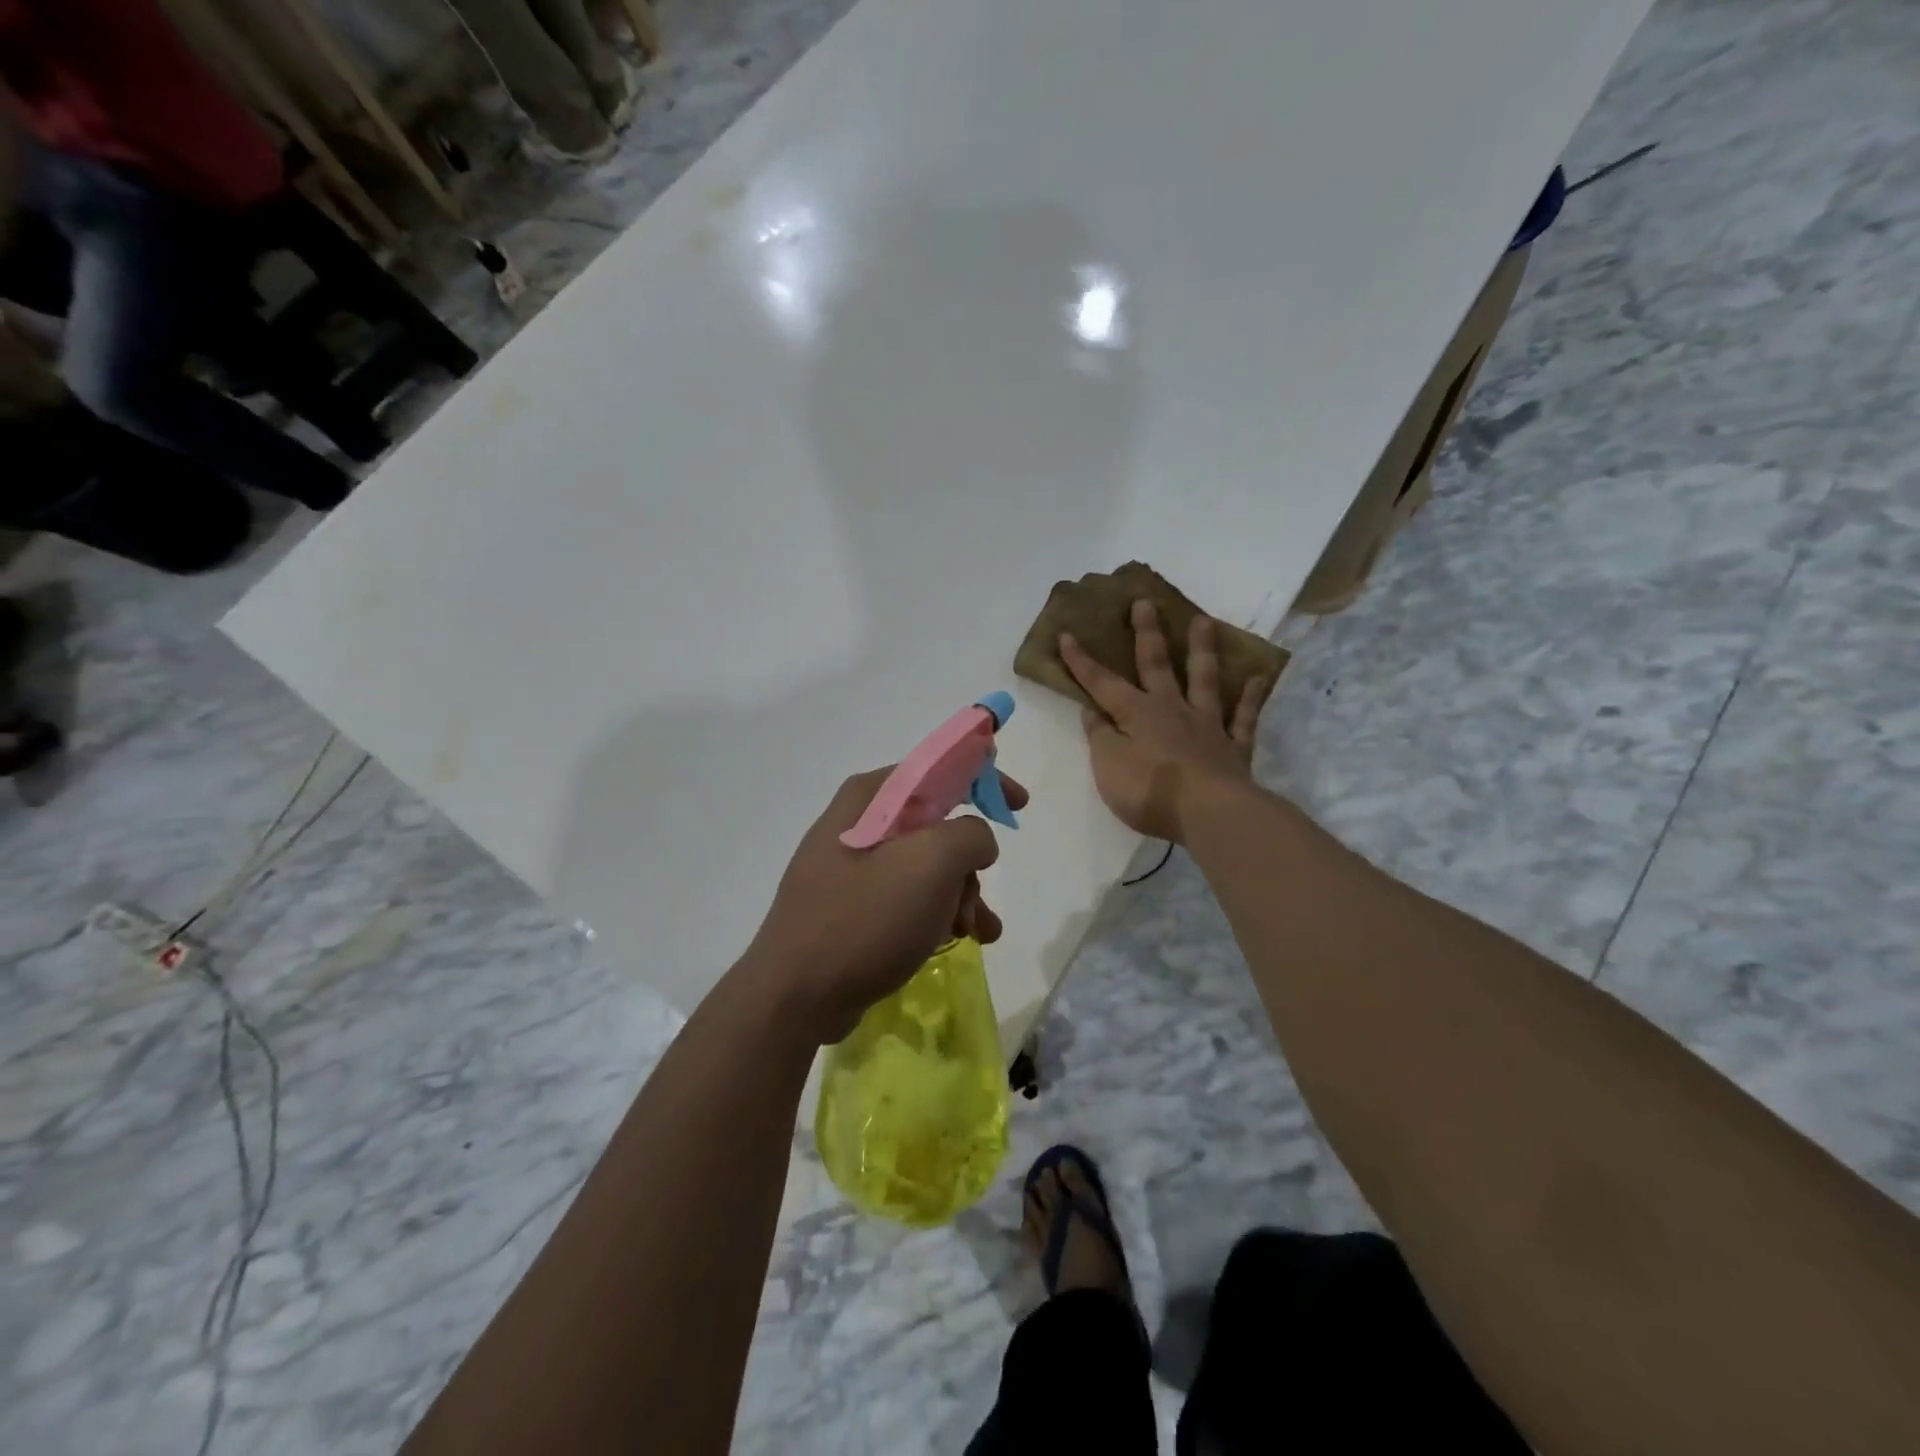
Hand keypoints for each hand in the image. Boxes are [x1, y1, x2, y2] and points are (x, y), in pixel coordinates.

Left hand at [742, 767, 1028, 1044]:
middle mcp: (858, 823)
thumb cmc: (865, 918)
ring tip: (976, 932)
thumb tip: (975, 841)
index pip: (938, 769)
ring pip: (926, 867)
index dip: (984, 779)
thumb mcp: (931, 864)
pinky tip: (957, 941)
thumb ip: (970, 835)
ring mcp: (850, 867)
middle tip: (976, 898)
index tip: (1019, 803)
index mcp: (870, 798)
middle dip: (969, 863)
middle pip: (936, 825)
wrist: (795, 996)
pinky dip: (937, 914)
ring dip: (960, 895)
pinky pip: (907, 897)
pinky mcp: (851, 906)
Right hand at [1061, 600, 1271, 842]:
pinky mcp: (1234, 747)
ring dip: (1201, 649)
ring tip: (1203, 621)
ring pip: (1204, 679)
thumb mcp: (1108, 766)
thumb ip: (1100, 736)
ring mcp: (1207, 725)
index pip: (1102, 683)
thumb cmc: (1150, 791)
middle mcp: (1171, 709)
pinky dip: (1250, 697)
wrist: (1210, 814)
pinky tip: (1257, 678)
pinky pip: (1243, 717)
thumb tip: (1093, 709)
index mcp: (1136, 714)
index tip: (1068, 634)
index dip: (1082, 661)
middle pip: (1157, 664)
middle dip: (1146, 633)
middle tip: (1145, 601)